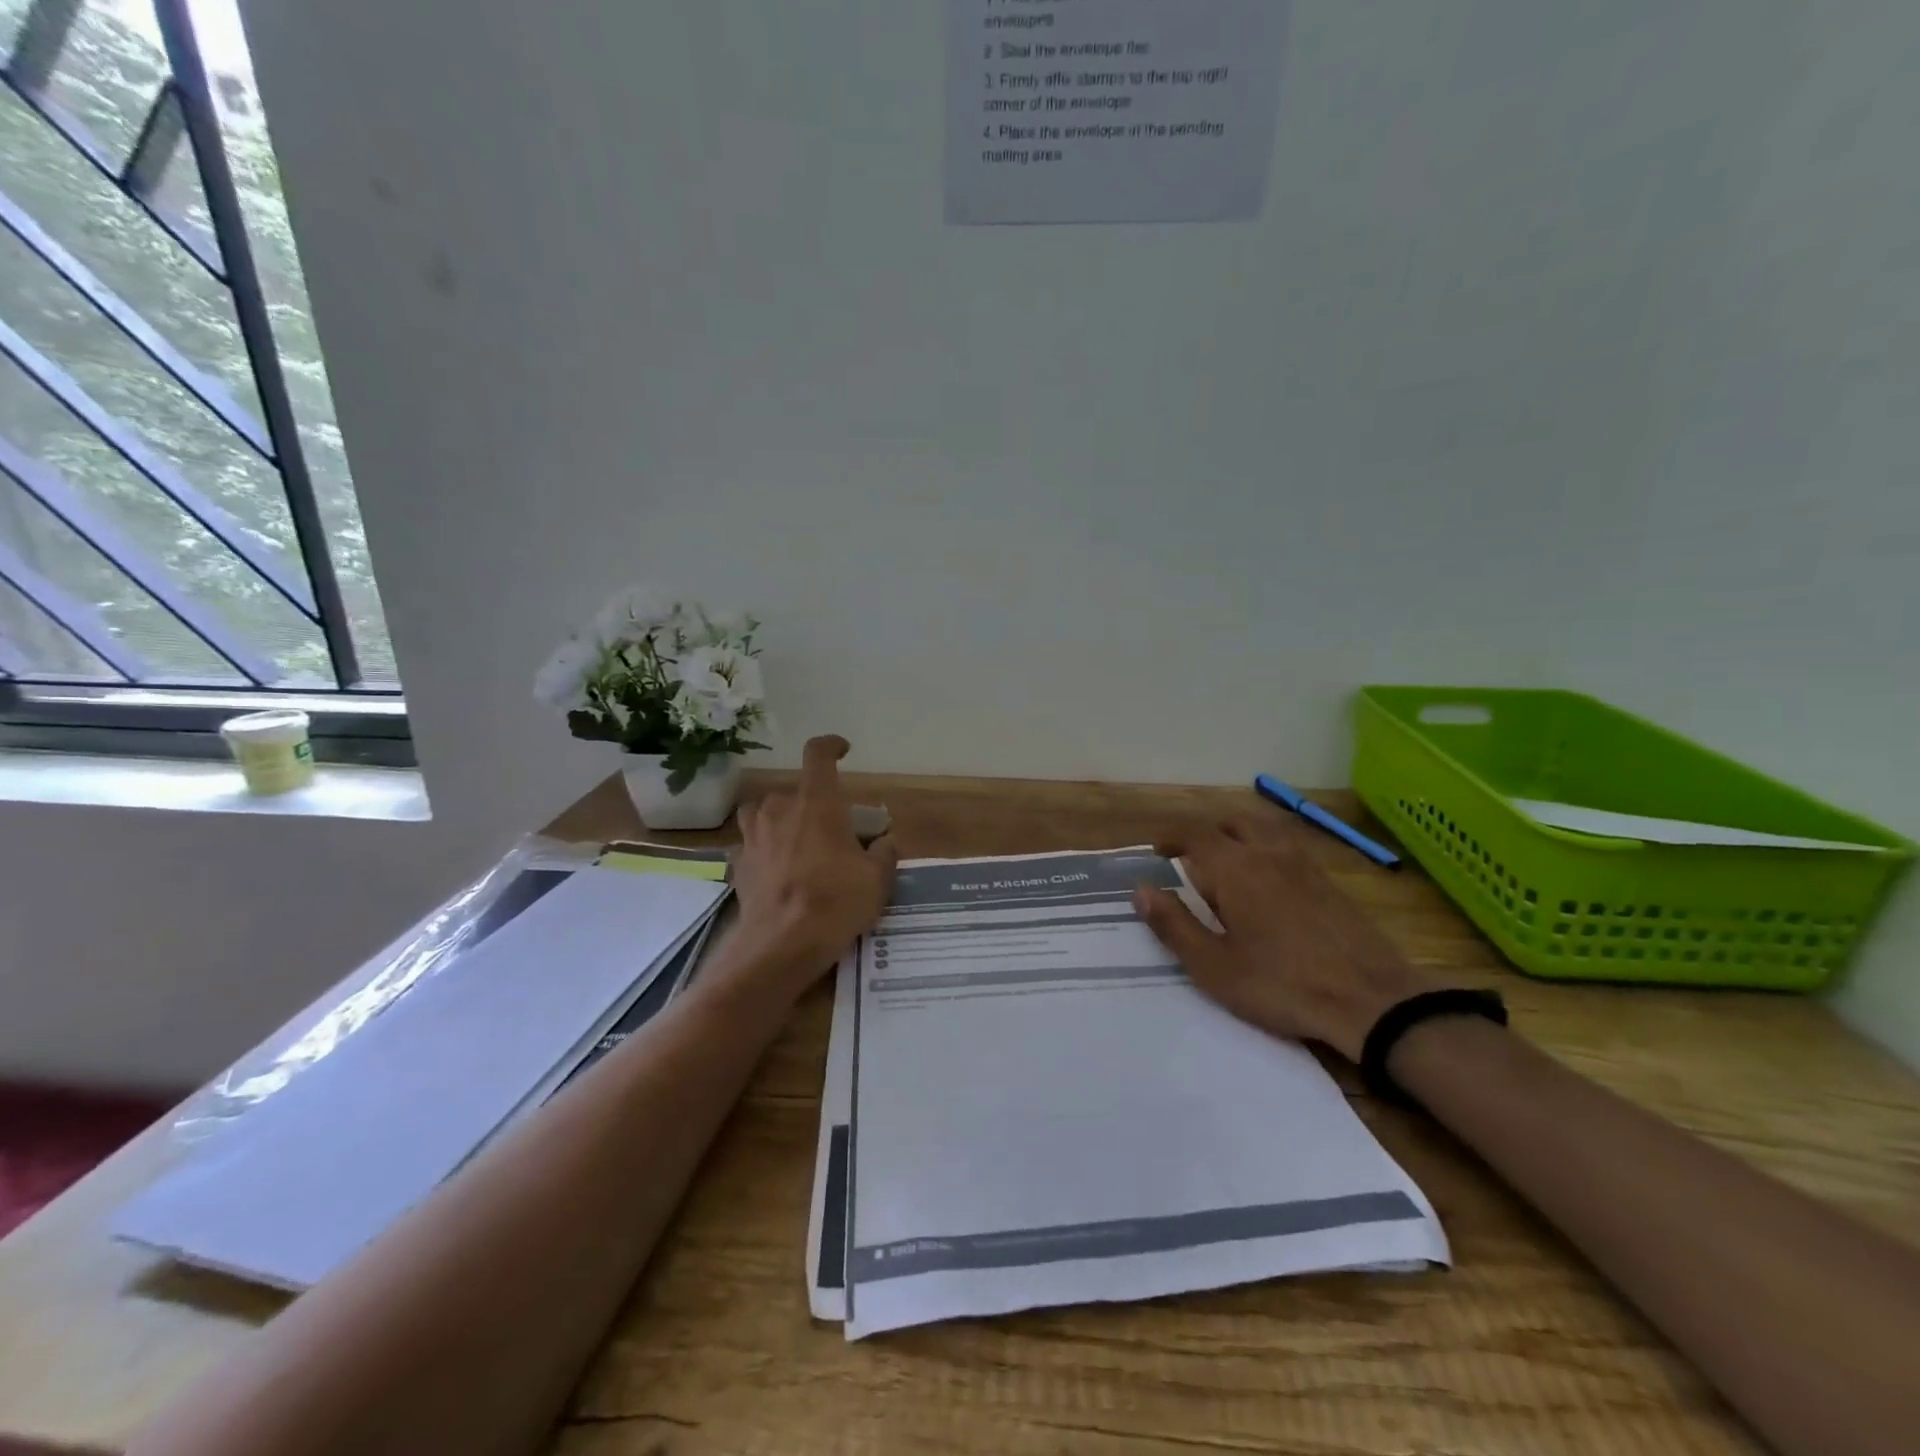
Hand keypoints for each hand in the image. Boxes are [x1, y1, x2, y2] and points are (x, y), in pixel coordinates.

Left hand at [725, 735, 898, 998]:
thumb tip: (885, 842)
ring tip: (796, 842)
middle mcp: (780, 810)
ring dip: (780, 820)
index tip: (843, 751)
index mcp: (817, 803)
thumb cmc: (835, 902)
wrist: (781, 945)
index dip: (831, 746)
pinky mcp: (738, 864)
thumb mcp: (877, 880)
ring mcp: (753, 836)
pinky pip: (751, 845)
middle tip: (832, 830)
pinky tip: (776, 872)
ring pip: (763, 812)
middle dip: (813, 804)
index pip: (818, 755)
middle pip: (794, 791)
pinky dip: (763, 851)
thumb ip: (884, 853)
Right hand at [1133, 820, 1432, 1062]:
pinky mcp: (1330, 882)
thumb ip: (1173, 924)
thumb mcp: (1213, 966)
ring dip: (1238, 838)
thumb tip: (1141, 889)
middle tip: (1190, 859)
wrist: (1371, 1000)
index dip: (1171, 837)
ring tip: (1228, 869)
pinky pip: (1288, 849)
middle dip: (1205, 833)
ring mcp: (1305, 865)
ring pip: (1263, 831)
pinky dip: (1267, 852)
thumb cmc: (1281, 984)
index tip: (1156, 851)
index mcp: (1235, 868)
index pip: (1195, 833)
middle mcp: (1268, 853)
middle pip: (1231, 823)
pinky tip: (1269, 888)